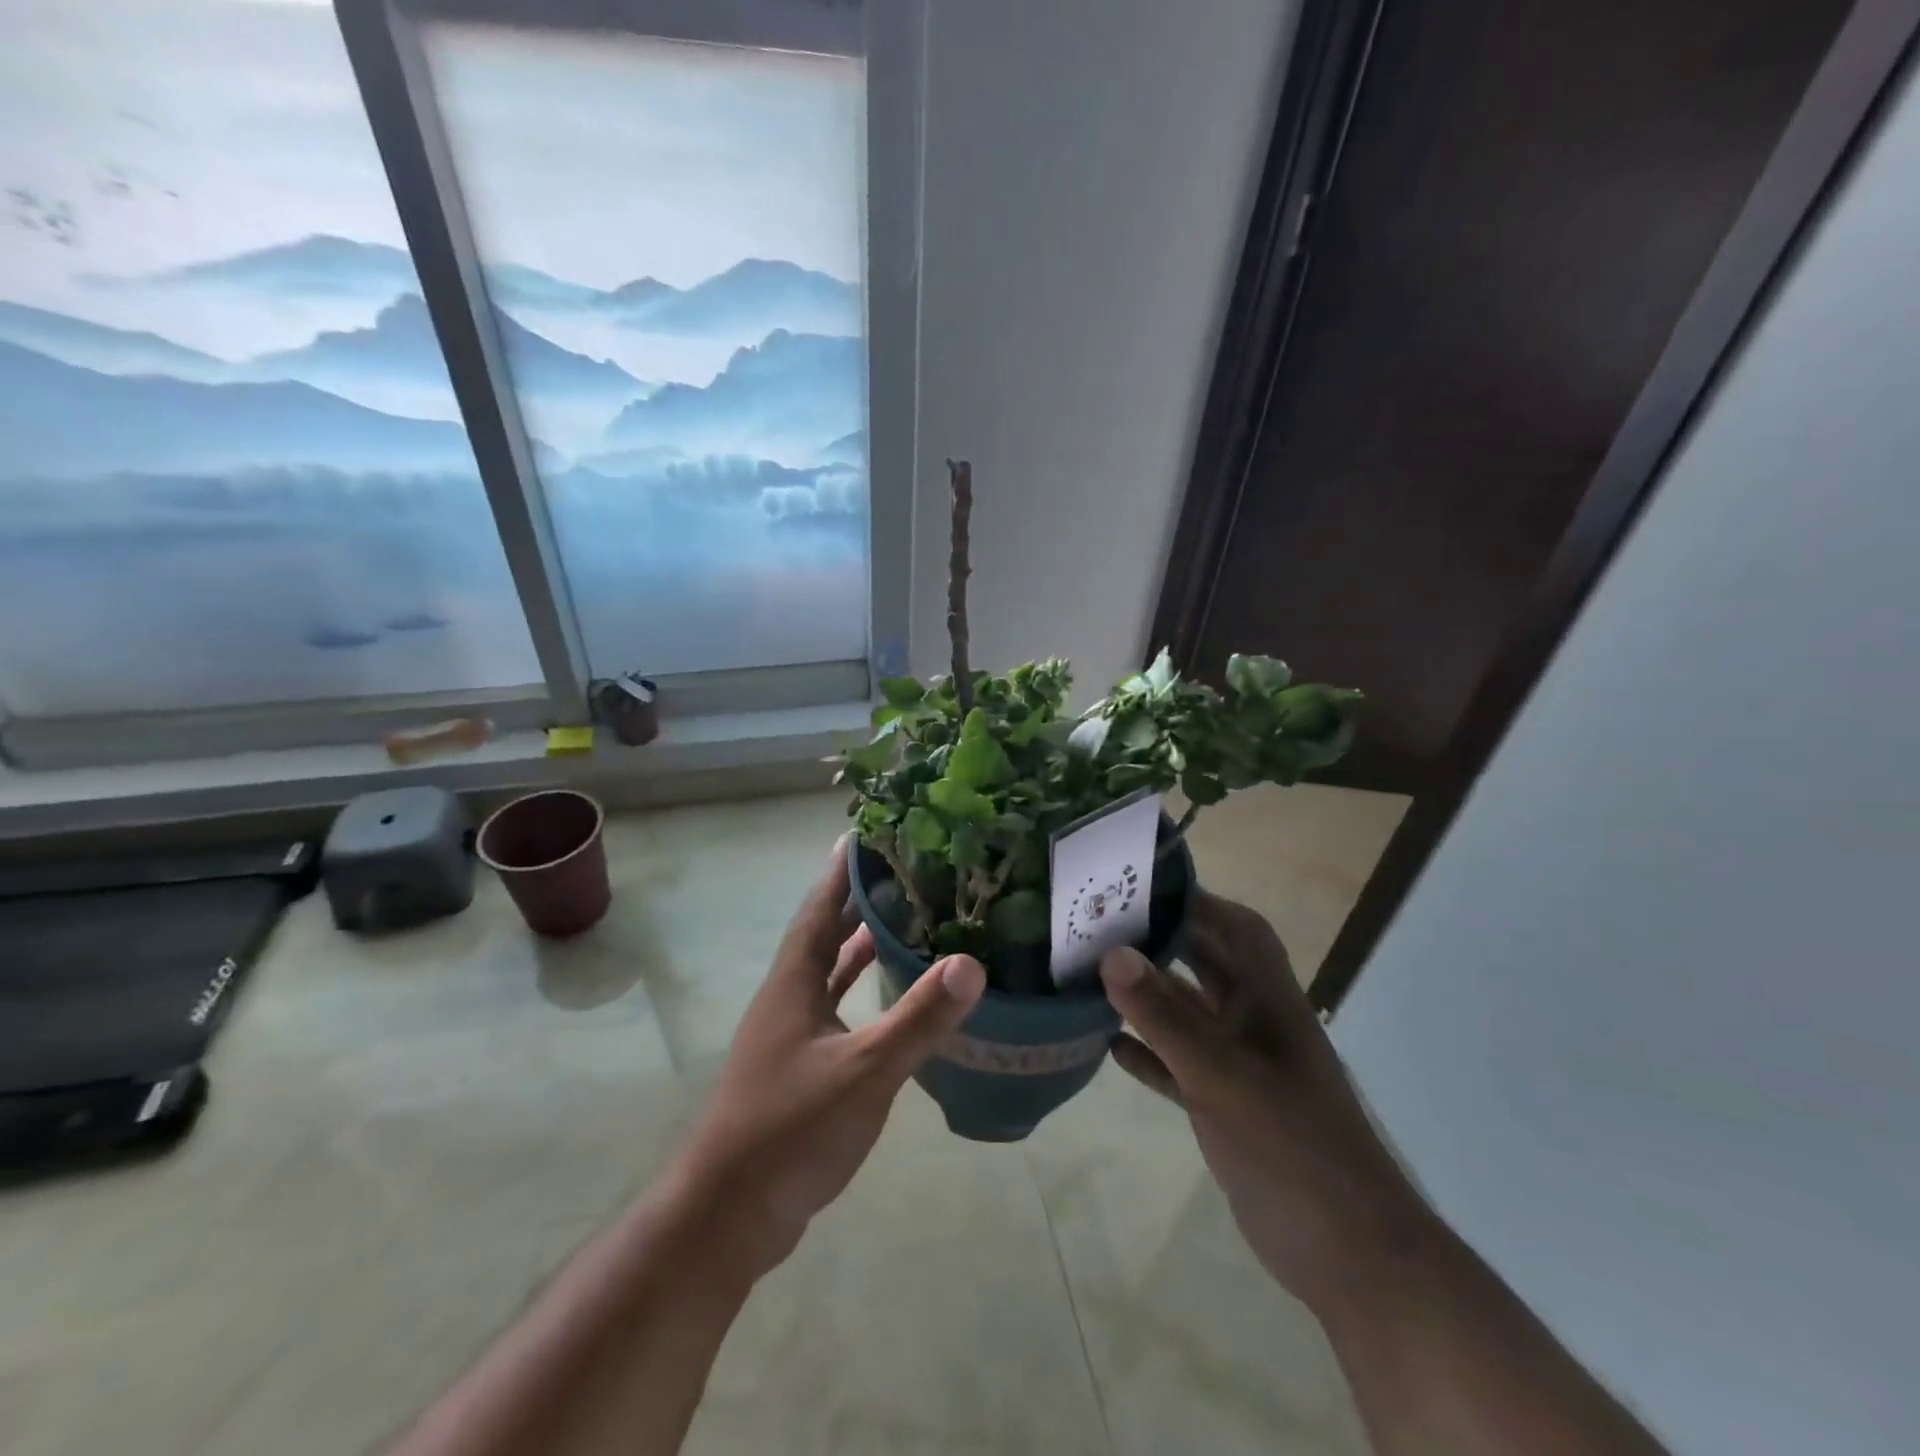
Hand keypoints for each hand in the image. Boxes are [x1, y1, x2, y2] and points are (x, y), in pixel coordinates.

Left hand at [670, 836, 985, 1281]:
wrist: (727, 1217)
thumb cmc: (789, 1131)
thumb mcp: (862, 1072)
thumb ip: (917, 1019)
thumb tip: (971, 962)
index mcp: (793, 982)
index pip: (820, 908)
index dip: (842, 870)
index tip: (869, 832)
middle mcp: (788, 996)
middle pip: (825, 932)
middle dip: (858, 899)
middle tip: (905, 870)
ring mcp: (791, 1033)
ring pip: (830, 971)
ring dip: (861, 943)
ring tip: (906, 918)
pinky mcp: (800, 1066)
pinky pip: (837, 1009)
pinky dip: (861, 992)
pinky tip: (890, 996)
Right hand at [1101, 891, 1430, 1310]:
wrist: (1348, 1254)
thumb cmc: (1290, 1145)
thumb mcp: (1220, 1074)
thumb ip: (1163, 1015)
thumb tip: (1111, 952)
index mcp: (1268, 1001)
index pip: (1238, 929)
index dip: (1198, 901)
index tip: (1143, 887)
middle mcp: (1255, 1023)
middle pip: (1206, 966)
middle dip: (1161, 943)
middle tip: (1101, 926)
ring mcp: (1241, 1067)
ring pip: (1187, 1016)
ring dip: (1147, 999)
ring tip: (1092, 977)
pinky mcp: (1226, 1107)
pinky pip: (1179, 1065)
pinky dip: (1149, 1053)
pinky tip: (1109, 1046)